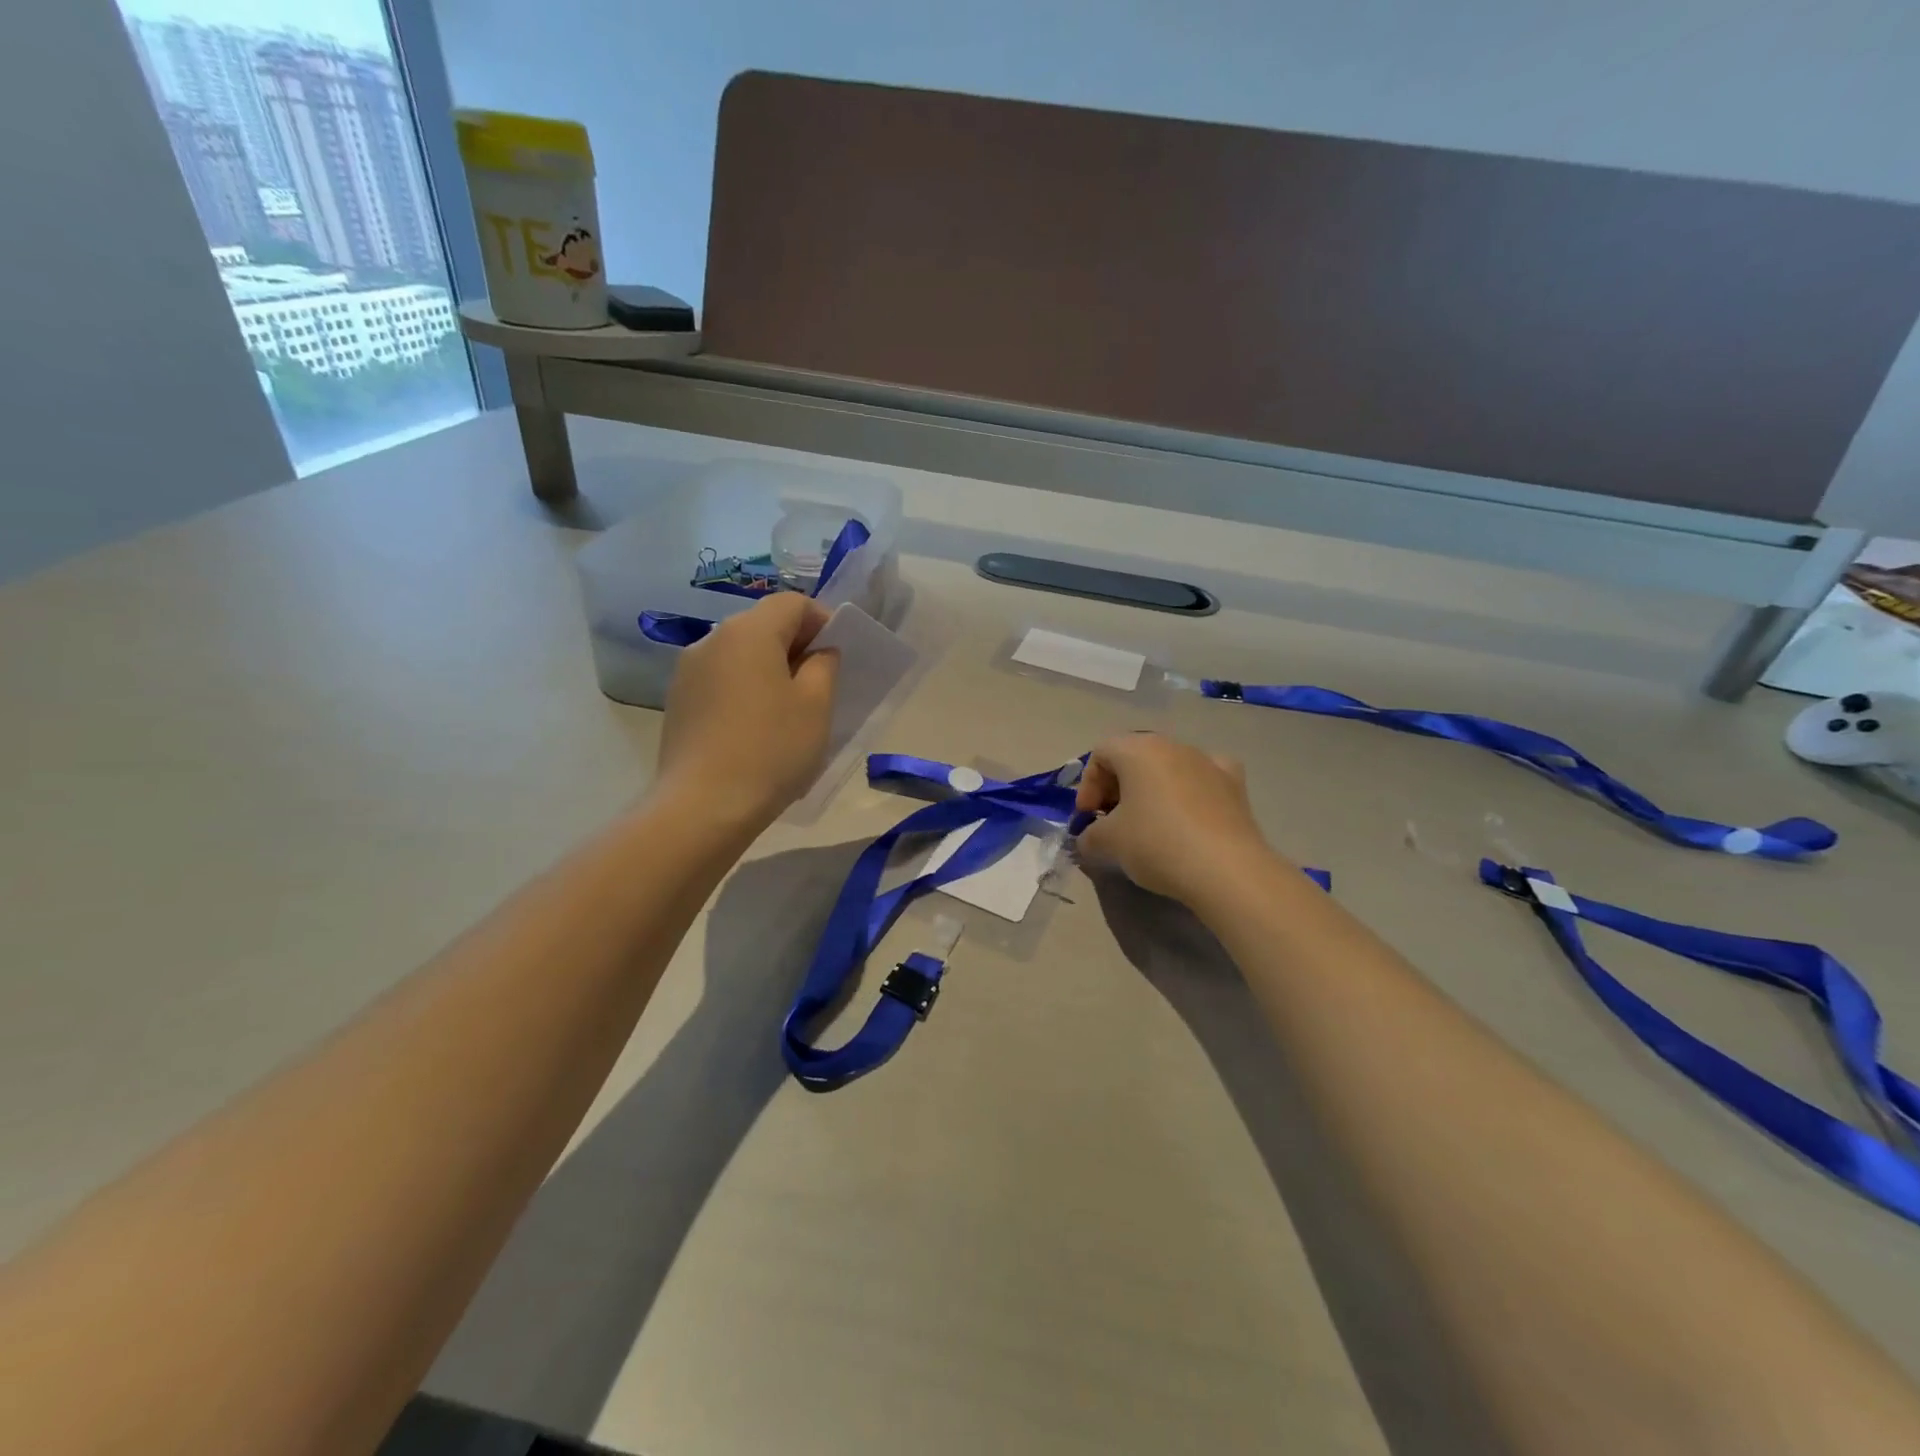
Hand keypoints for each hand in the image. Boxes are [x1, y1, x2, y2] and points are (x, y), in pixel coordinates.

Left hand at [657, 594, 839, 830]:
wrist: (703, 807)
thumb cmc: (771, 750)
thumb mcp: (816, 706)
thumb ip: (824, 665)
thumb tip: (818, 652)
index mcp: (749, 631)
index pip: (792, 603)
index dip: (822, 621)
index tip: (838, 656)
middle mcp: (712, 639)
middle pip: (763, 625)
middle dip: (796, 645)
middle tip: (819, 684)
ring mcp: (688, 671)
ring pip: (740, 654)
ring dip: (769, 669)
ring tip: (788, 710)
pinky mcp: (678, 702)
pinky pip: (721, 680)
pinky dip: (745, 690)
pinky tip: (755, 728)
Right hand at [1073, 732, 1283, 903]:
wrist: (1226, 870)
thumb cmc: (1157, 844)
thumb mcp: (1109, 842)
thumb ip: (1090, 834)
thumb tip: (1089, 838)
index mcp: (1138, 749)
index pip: (1101, 753)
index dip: (1088, 786)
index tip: (1087, 818)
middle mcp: (1173, 746)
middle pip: (1134, 757)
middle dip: (1117, 788)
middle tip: (1111, 822)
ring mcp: (1208, 762)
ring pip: (1169, 767)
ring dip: (1151, 790)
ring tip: (1148, 824)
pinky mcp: (1235, 784)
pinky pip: (1204, 777)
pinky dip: (1191, 790)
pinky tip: (1190, 813)